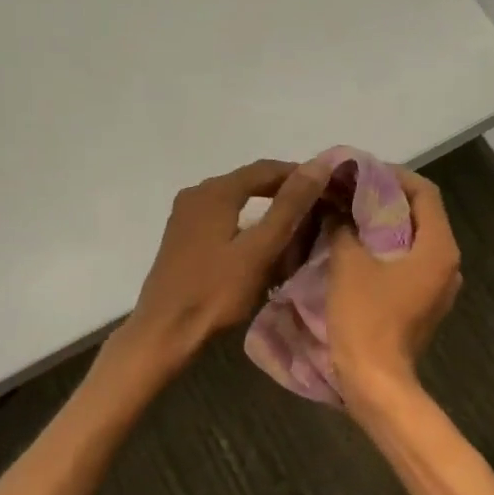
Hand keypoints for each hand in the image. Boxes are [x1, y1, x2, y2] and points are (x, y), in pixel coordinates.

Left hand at [120, 157, 334, 369]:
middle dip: (283, 192)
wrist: (165, 330)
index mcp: (215, 191)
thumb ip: (289, 207)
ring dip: (264, 208)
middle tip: (316, 208)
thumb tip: (318, 165)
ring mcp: (185, 216)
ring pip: (234, 200)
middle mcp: (196, 194)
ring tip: (295, 226)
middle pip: (248, 182)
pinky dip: (245, 223)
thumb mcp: (259, 250)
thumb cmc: (215, 291)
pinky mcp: (182, 237)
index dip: (299, 174)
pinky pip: (221, 217)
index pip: (266, 169)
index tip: (328, 188)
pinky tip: (259, 242)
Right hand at [329, 168, 461, 404]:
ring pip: (414, 242)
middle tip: (350, 193)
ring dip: (384, 227)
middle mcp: (448, 264)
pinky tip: (356, 251)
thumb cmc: (365, 318)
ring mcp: (439, 288)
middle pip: (421, 216)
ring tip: (349, 218)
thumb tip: (337, 210)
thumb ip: (344, 228)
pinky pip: (408, 265)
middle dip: (386, 201)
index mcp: (439, 248)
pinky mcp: (424, 305)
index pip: (425, 193)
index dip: (393, 176)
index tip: (361, 173)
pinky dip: (386, 252)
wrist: (375, 380)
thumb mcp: (348, 264)